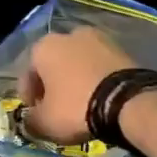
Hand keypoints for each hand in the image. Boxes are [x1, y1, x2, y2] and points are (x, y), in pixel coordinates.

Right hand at [19, 28, 137, 142]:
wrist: (128, 101)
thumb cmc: (76, 108)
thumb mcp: (45, 122)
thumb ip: (30, 121)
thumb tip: (30, 121)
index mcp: (44, 47)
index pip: (28, 74)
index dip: (29, 98)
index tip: (35, 115)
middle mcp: (69, 34)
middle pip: (54, 65)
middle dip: (54, 85)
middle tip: (58, 109)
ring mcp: (99, 38)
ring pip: (79, 63)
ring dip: (76, 80)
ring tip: (82, 105)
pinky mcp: (122, 48)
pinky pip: (100, 66)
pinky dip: (97, 79)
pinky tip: (101, 98)